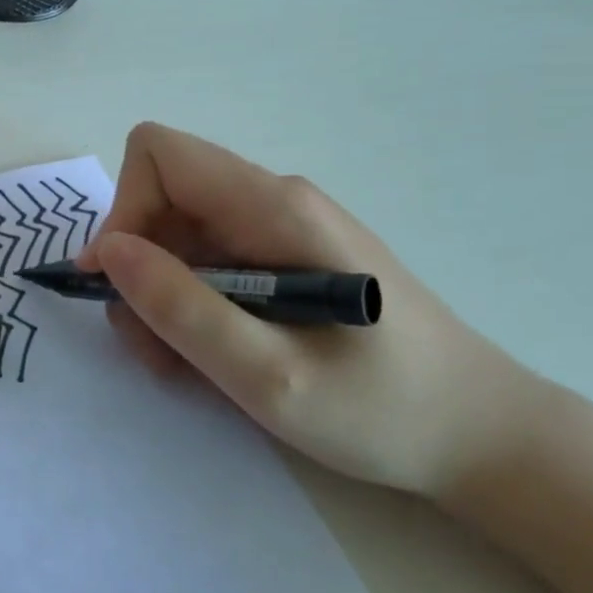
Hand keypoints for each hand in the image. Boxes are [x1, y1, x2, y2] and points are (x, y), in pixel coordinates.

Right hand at [77, 123, 549, 497]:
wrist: (485, 438)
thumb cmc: (385, 409)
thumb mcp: (269, 376)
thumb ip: (182, 308)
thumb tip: (108, 251)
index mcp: (274, 207)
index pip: (159, 154)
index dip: (124, 210)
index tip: (121, 284)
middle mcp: (272, 200)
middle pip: (162, 198)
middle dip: (138, 267)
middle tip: (154, 346)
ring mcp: (280, 227)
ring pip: (178, 234)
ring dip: (160, 294)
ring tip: (184, 363)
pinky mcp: (284, 256)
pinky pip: (208, 260)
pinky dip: (189, 303)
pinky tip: (214, 354)